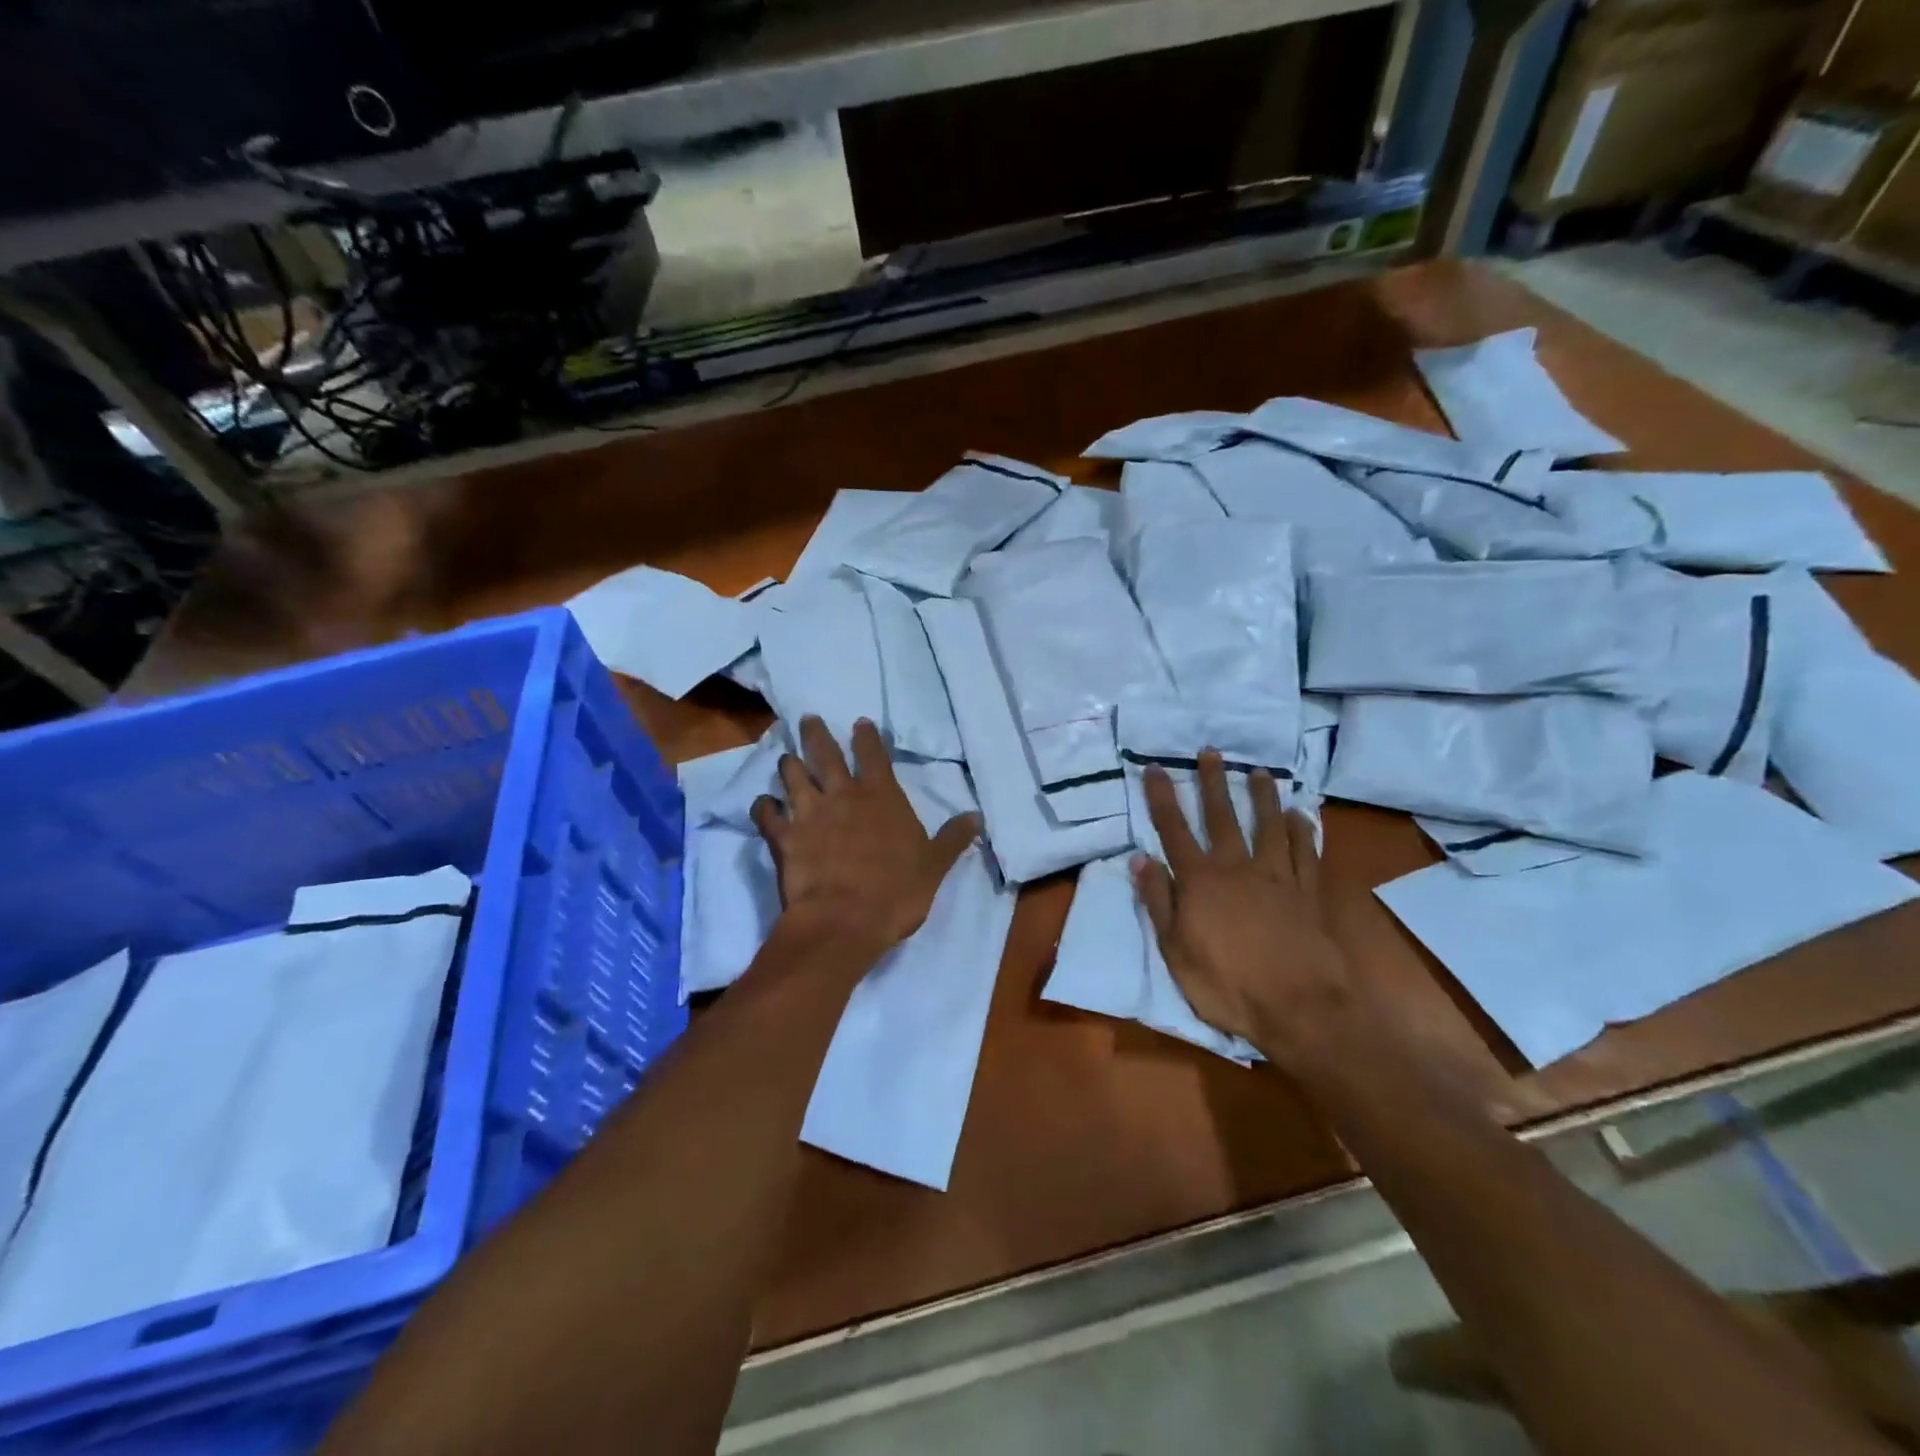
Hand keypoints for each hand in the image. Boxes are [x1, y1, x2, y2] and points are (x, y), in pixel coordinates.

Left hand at [752, 717, 980, 950]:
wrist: (844, 920)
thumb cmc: (896, 891)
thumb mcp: (934, 865)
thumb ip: (953, 838)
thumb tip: (976, 817)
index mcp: (881, 797)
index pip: (873, 756)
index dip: (867, 737)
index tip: (860, 723)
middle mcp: (842, 796)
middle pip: (825, 754)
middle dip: (816, 734)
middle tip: (807, 719)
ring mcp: (809, 814)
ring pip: (793, 777)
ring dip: (789, 765)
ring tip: (786, 757)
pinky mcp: (784, 837)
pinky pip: (767, 814)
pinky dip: (763, 807)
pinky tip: (762, 804)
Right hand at [1133, 753, 1361, 1069]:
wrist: (1301, 1007)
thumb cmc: (1228, 985)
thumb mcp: (1175, 951)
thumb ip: (1159, 902)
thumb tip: (1142, 859)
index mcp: (1200, 881)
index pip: (1174, 830)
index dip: (1163, 798)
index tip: (1156, 768)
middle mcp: (1237, 868)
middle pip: (1222, 817)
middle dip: (1213, 783)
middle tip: (1211, 752)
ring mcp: (1277, 877)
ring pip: (1269, 826)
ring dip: (1262, 797)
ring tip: (1259, 772)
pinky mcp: (1308, 892)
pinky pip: (1306, 853)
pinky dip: (1303, 831)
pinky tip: (1301, 815)